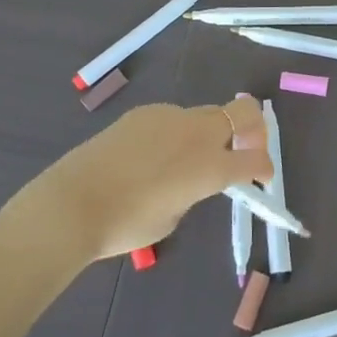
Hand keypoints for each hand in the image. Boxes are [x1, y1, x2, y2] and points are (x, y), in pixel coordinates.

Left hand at [16, 96, 272, 262]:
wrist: (72, 203)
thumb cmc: (125, 224)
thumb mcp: (172, 217)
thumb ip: (193, 192)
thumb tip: (189, 179)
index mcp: (211, 167)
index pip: (256, 159)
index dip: (264, 168)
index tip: (261, 177)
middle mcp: (198, 134)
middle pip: (244, 113)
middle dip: (252, 130)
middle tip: (240, 152)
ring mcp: (170, 116)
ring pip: (206, 114)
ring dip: (209, 132)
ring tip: (183, 161)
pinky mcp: (143, 112)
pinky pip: (173, 118)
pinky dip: (175, 133)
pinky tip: (150, 156)